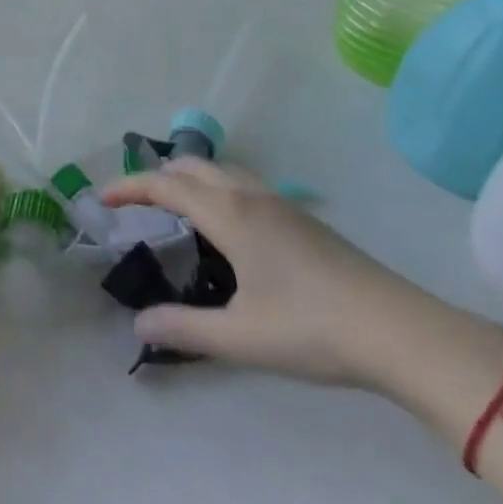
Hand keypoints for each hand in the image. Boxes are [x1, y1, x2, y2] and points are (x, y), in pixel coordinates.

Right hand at [101, 158, 458, 388]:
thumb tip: (138, 325)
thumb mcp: (240, 337)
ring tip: (177, 209)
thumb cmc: (312, 329)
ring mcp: (282, 205)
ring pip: (223, 171)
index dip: (129, 187)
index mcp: (229, 215)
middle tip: (136, 203)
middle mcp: (250, 197)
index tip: (101, 198)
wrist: (401, 332)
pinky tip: (229, 228)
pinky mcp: (305, 220)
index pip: (165, 186)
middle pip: (193, 166)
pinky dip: (218, 188)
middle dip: (157, 176)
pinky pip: (245, 184)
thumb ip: (184, 329)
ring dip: (190, 178)